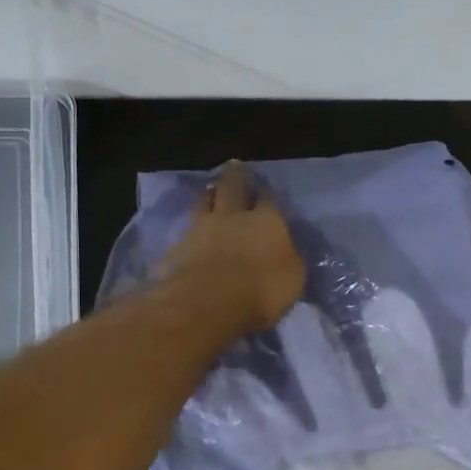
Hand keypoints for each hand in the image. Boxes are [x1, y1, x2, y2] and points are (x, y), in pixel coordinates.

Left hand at [159, 161, 304, 333]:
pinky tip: (192, 227)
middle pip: (233, 187)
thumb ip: (288, 258)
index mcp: (267, 220)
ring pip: (205, 201)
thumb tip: (286, 249)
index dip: (266, 192)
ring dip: (210, 194)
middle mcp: (234, 215)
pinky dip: (192, 224)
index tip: (264, 188)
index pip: (268, 198)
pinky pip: (187, 227)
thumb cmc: (262, 290)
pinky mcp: (178, 246)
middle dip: (236, 177)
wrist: (208, 302)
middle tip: (235, 167)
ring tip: (212, 189)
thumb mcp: (293, 278)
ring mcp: (201, 227)